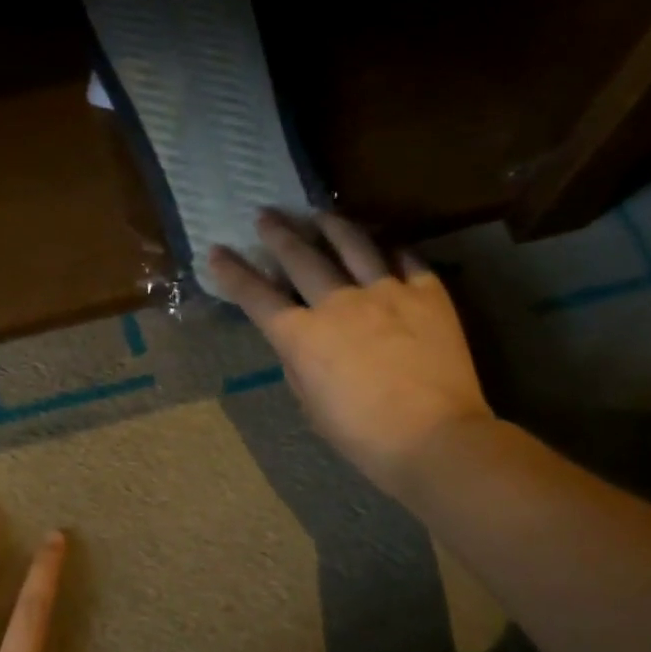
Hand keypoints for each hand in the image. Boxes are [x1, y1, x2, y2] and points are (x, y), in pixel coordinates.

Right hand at [208, 210, 492, 503]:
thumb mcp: (311, 406)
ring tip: (320, 214)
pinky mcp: (428, 294)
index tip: (217, 251)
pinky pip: (406, 259)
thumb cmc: (362, 435)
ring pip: (353, 245)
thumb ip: (299, 366)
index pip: (257, 296)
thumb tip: (299, 343)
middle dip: (278, 234)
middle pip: (301, 258)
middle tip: (266, 215)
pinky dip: (390, 249)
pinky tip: (384, 244)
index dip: (233, 273)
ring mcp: (386, 293)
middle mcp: (339, 303)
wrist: (434, 437)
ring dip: (331, 226)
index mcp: (302, 336)